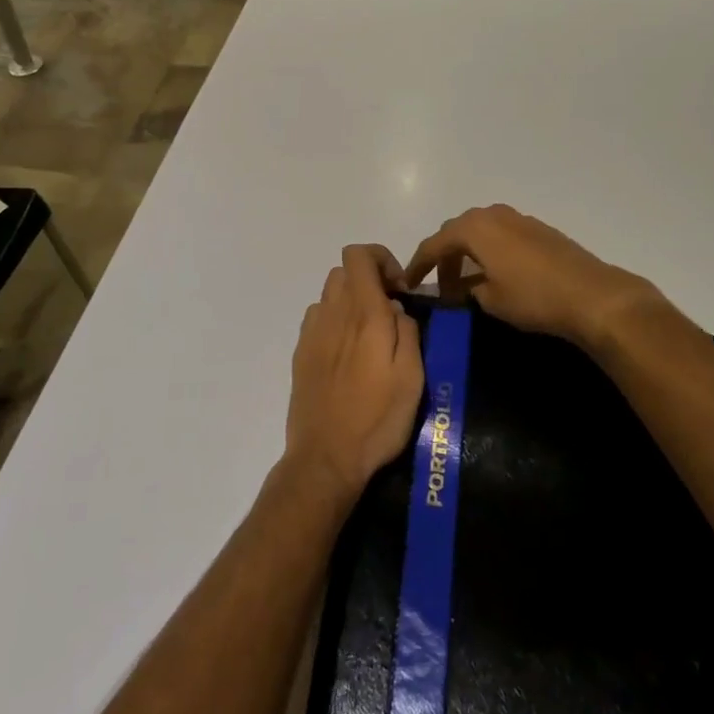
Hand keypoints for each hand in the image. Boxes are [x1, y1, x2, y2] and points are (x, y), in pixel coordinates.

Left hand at [283, 246, 424, 503]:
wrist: (326, 457)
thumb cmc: (377, 419)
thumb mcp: (412, 377)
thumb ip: (407, 331)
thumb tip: (396, 308)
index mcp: (364, 314)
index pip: (359, 255)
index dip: (381, 258)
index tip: (399, 289)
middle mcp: (333, 313)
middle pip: (344, 270)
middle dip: (369, 279)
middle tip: (388, 311)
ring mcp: (312, 332)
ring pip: (329, 293)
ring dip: (350, 300)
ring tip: (368, 334)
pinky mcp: (301, 352)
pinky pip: (318, 318)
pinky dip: (334, 320)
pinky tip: (347, 353)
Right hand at [403, 204, 664, 351]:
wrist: (591, 294)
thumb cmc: (533, 298)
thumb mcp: (490, 301)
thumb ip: (468, 289)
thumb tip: (462, 288)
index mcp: (474, 228)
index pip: (433, 244)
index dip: (418, 265)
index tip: (407, 284)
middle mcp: (492, 214)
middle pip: (455, 232)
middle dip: (444, 257)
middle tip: (441, 285)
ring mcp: (517, 218)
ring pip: (479, 230)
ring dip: (467, 252)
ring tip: (467, 281)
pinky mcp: (537, 228)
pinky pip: (500, 233)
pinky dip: (489, 250)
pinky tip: (495, 273)